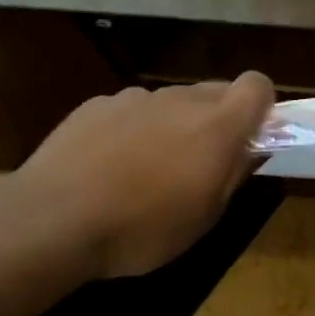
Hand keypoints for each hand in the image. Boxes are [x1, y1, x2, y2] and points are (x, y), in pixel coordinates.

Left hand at [15, 73, 274, 278]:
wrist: (55, 218)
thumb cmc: (142, 230)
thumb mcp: (203, 218)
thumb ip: (233, 174)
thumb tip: (250, 149)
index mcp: (216, 126)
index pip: (257, 86)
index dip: (260, 108)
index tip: (249, 139)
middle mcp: (178, 100)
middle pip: (213, 92)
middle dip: (216, 121)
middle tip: (199, 166)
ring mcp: (133, 97)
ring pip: (170, 102)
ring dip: (172, 127)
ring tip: (146, 172)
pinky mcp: (95, 105)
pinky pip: (130, 110)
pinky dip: (131, 131)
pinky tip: (108, 168)